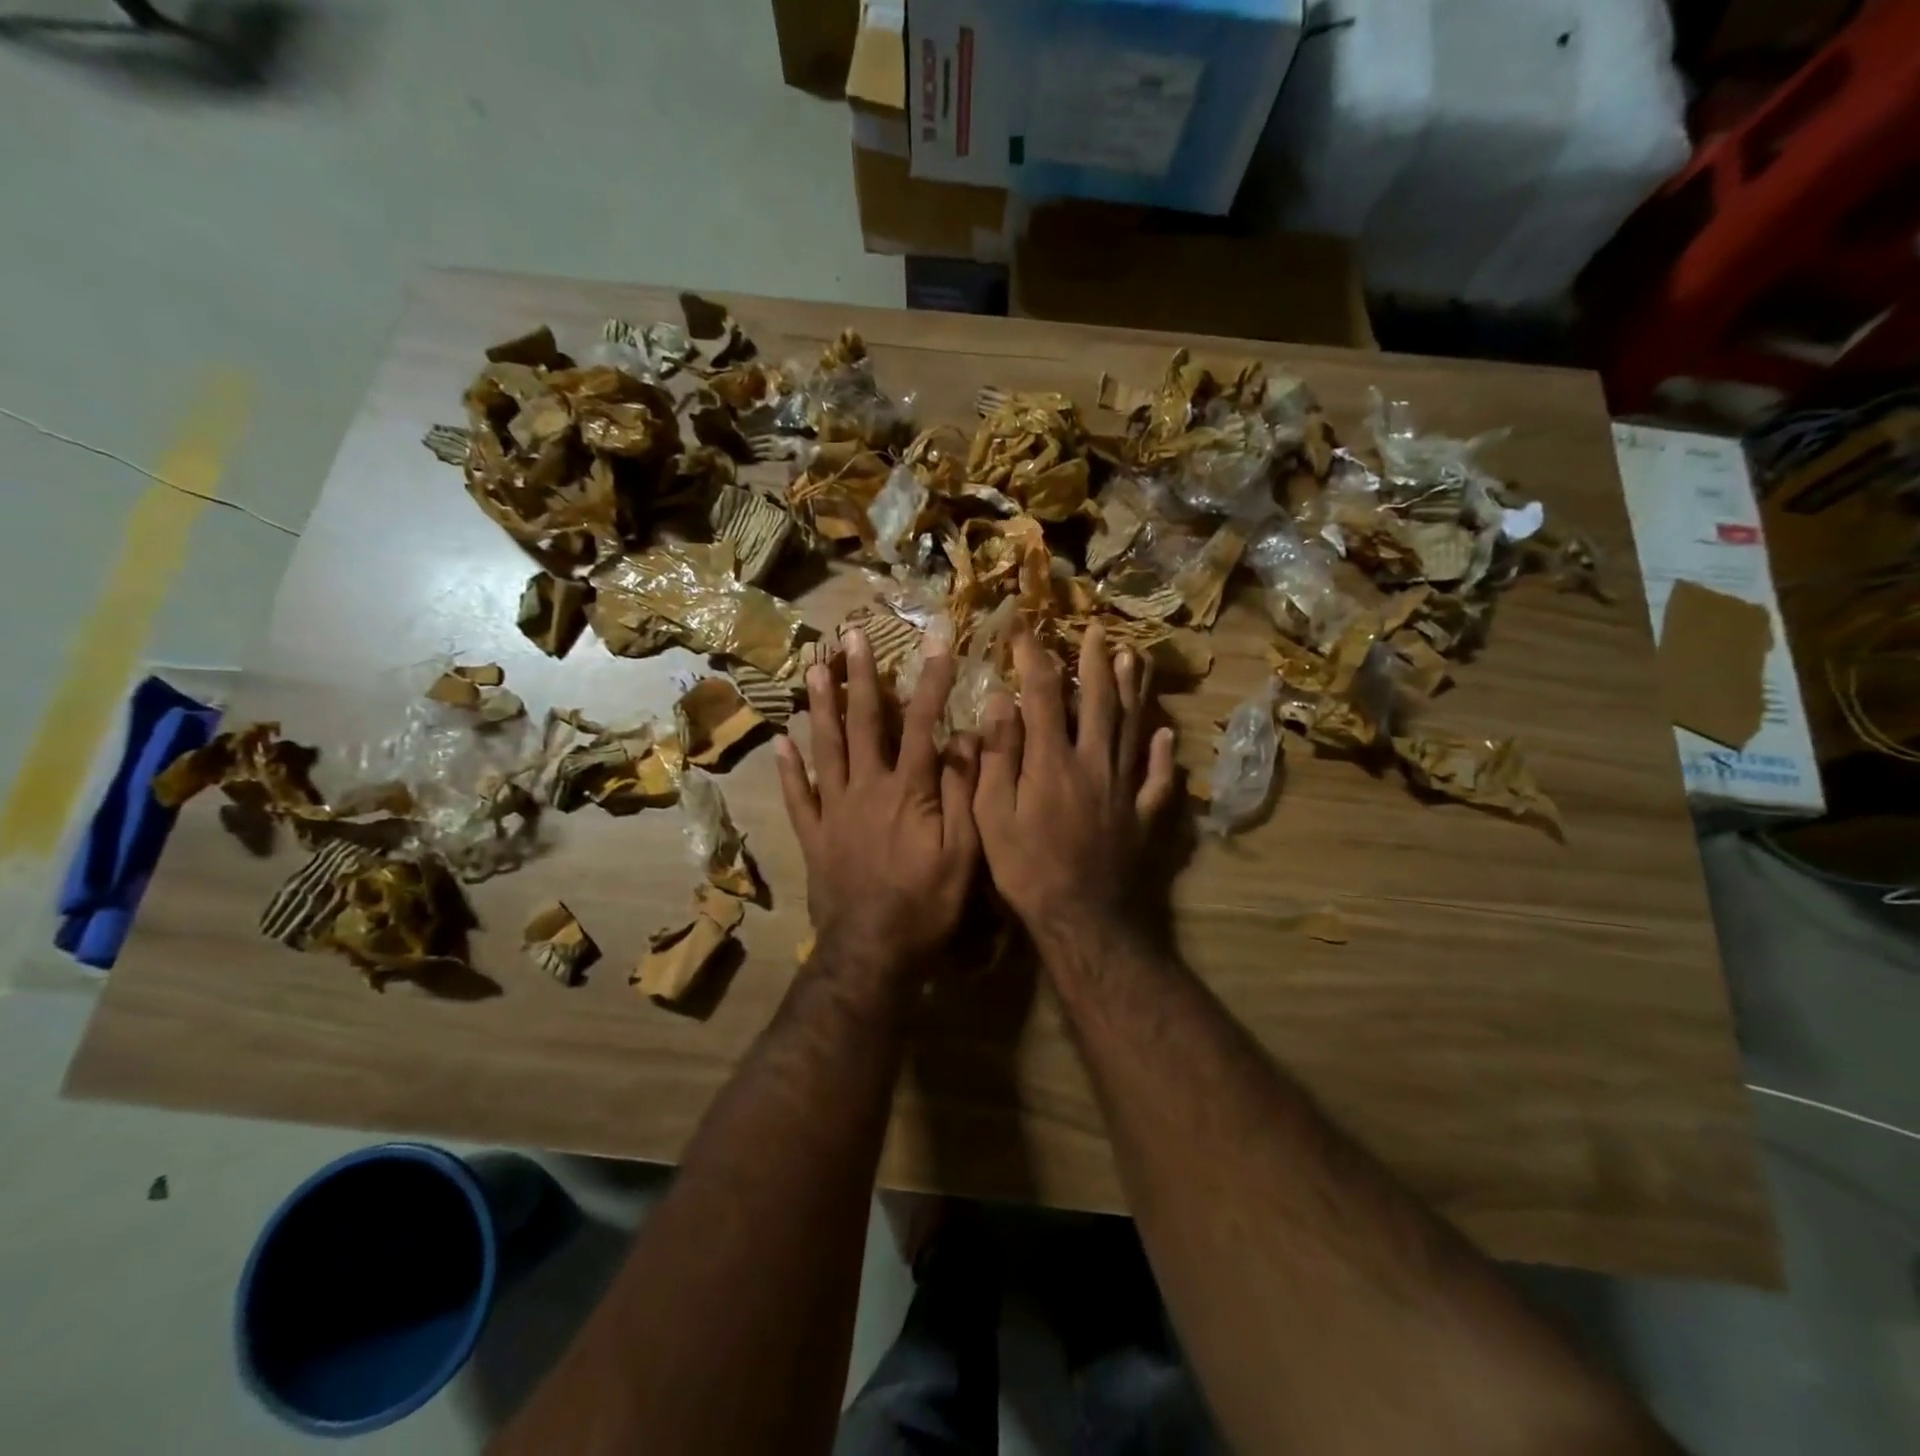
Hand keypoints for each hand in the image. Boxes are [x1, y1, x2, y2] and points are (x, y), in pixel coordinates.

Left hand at [776, 628, 980, 988]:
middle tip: (851, 637)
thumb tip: (966, 738)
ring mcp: (834, 809)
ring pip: (825, 747)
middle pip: (863, 723)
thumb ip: (962, 791)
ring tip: (813, 669)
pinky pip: (797, 795)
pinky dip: (788, 768)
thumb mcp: (963, 850)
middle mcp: (866, 787)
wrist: (873, 950)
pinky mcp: (814, 835)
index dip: (931, 680)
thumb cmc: (927, 902)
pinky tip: (781, 741)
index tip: (937, 642)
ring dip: (821, 706)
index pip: (922, 722)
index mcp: (908, 789)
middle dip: (861, 677)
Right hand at [973, 621, 1175, 950]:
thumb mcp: (992, 815)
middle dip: (1094, 660)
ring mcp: (1124, 787)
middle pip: (1097, 700)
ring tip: (1133, 657)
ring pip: (1131, 726)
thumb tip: (998, 701)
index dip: (1032, 655)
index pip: (1041, 693)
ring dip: (1132, 689)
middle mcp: (1094, 762)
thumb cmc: (1027, 870)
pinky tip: (1165, 734)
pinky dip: (1161, 754)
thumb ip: (996, 757)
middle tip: (1096, 628)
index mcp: (1052, 760)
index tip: (1023, 626)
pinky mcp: (1144, 814)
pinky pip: (1157, 777)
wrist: (1084, 918)